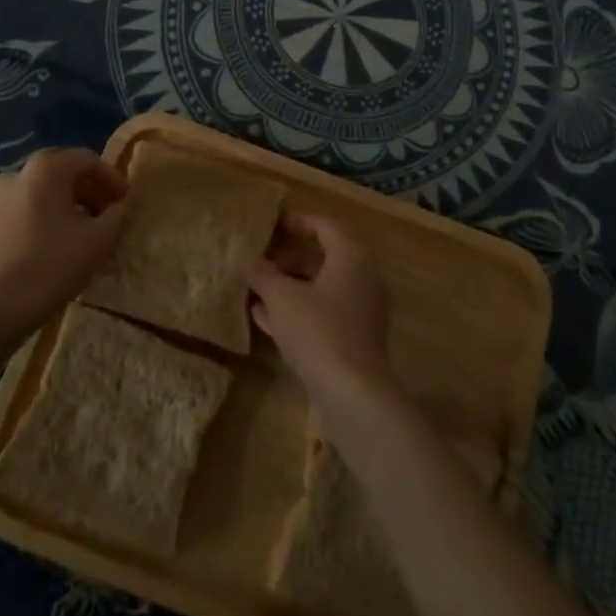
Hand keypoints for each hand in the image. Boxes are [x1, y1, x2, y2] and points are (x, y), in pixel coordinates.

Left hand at [0, 148, 127, 335]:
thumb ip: (118, 215)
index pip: (87, 160)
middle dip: (89, 191)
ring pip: (40, 193)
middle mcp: (16, 175)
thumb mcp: (99, 239)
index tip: (125, 201)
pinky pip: (22, 212)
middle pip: (61, 173)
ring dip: (66, 206)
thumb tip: (122, 205)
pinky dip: (43, 219)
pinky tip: (54, 245)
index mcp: (44, 169)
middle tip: (107, 214)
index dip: (111, 178)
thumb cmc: (53, 264)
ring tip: (83, 231)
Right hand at [249, 212, 395, 408]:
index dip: (297, 221)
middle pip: (324, 257)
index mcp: (352, 256)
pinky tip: (266, 319)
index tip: (271, 222)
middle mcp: (364, 277)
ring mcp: (363, 310)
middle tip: (261, 256)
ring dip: (291, 286)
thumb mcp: (281, 297)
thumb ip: (264, 274)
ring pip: (322, 288)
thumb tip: (252, 261)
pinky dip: (300, 310)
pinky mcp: (357, 338)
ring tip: (257, 287)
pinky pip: (325, 313)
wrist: (352, 393)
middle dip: (289, 257)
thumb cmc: (317, 330)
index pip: (324, 226)